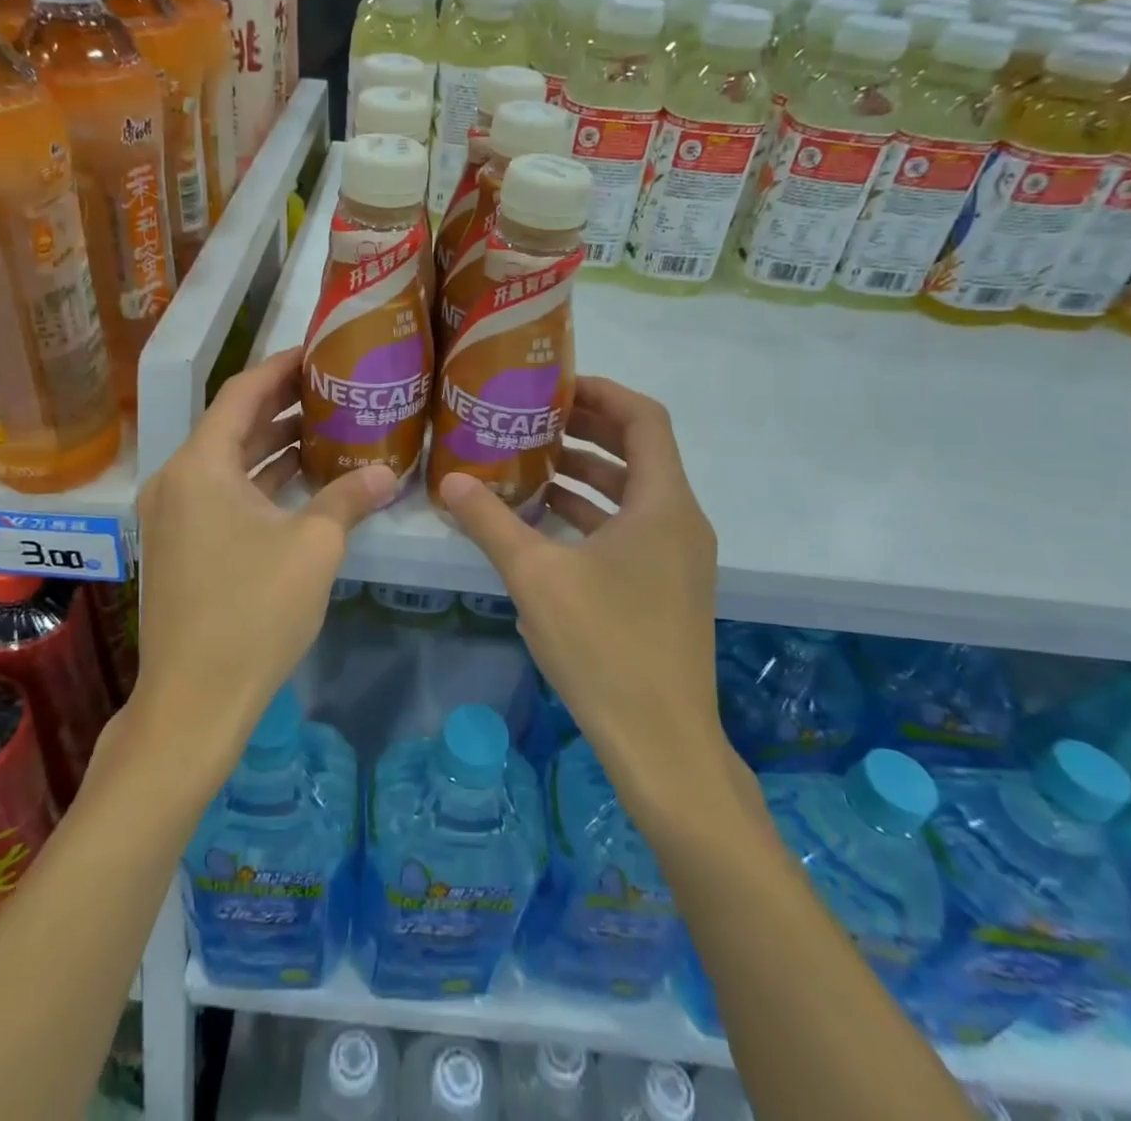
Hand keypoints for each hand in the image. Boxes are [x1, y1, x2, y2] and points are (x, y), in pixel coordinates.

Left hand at [132, 349, 395, 771]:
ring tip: (326, 428)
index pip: (242, 393)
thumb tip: (387, 471)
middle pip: (233, 425)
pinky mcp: (180, 546)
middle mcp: (176, 481)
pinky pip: (222, 495)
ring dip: (273, 446)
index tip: (318, 352)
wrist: (194, 700)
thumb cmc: (253, 611)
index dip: (281, 367)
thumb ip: (349, 498)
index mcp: (200, 466)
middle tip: (333, 389)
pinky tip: (301, 482)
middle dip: (282, 406)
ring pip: (228, 464)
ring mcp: (173, 516)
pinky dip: (260, 483)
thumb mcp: (313, 547)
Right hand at [439, 378, 737, 811]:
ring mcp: (679, 558)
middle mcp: (681, 521)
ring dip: (587, 475)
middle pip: (640, 452)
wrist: (662, 744)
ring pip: (634, 494)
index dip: (602, 393)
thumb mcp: (536, 577)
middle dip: (587, 431)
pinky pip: (632, 529)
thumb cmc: (604, 646)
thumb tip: (449, 482)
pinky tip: (547, 524)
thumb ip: (492, 523)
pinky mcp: (668, 588)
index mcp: (663, 504)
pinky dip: (594, 515)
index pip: (644, 418)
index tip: (554, 386)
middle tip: (533, 419)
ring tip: (532, 465)